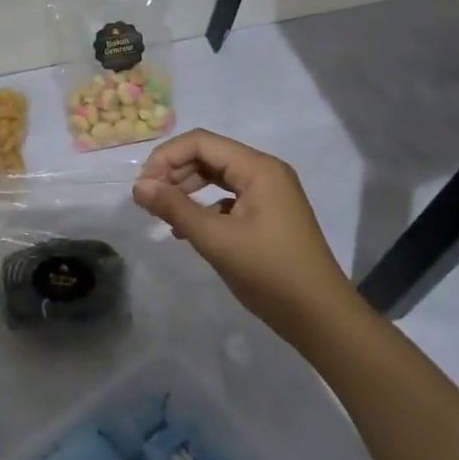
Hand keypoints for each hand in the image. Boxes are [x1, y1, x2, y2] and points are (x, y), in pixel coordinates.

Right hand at [133, 129, 357, 344]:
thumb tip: (138, 186)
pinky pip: (227, 197)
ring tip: (162, 211)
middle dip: (174, 171)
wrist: (320, 317)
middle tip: (148, 199)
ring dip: (186, 188)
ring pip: (216, 175)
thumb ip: (174, 207)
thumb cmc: (268, 272)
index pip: (201, 142)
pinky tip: (186, 229)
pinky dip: (203, 206)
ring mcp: (269, 193)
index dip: (166, 157)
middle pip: (208, 155)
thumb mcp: (215, 238)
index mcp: (258, 168)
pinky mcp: (268, 214)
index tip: (142, 186)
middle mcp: (265, 171)